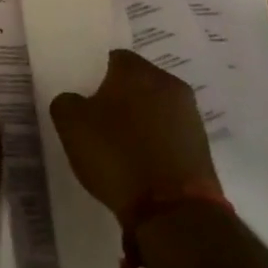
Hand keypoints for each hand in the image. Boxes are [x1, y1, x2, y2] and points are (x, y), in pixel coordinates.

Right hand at [50, 50, 219, 222]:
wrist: (172, 209)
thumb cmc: (117, 156)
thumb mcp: (71, 125)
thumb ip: (66, 102)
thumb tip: (74, 100)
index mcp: (137, 71)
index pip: (113, 58)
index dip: (95, 75)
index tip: (84, 97)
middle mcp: (169, 84)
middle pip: (138, 82)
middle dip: (119, 97)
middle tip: (98, 121)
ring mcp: (190, 114)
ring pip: (156, 108)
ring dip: (140, 121)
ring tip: (119, 147)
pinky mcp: (201, 145)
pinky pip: (170, 133)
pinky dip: (155, 143)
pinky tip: (140, 164)